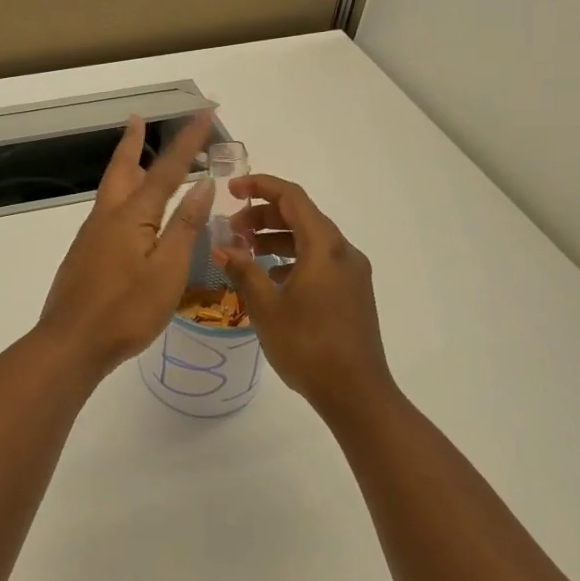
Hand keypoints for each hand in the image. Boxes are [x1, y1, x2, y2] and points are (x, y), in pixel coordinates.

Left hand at [37, 113, 215, 380]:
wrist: (71, 343)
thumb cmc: (126, 311)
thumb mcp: (168, 271)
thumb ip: (185, 227)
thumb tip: (202, 184)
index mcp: (132, 217)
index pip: (167, 170)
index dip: (188, 141)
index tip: (204, 113)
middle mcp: (107, 217)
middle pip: (123, 169)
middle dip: (134, 142)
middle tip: (139, 119)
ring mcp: (91, 236)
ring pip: (111, 189)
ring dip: (125, 166)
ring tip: (137, 156)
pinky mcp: (85, 255)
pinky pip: (107, 211)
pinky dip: (121, 195)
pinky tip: (128, 213)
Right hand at [215, 175, 397, 418]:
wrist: (356, 393)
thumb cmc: (308, 345)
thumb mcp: (266, 306)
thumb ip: (243, 270)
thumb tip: (222, 247)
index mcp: (325, 246)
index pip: (292, 197)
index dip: (260, 186)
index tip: (231, 189)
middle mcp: (343, 252)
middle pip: (302, 216)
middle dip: (263, 216)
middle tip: (231, 229)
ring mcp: (352, 273)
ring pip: (310, 240)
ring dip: (276, 238)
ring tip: (245, 252)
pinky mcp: (353, 293)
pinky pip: (319, 261)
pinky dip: (292, 258)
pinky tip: (270, 278)